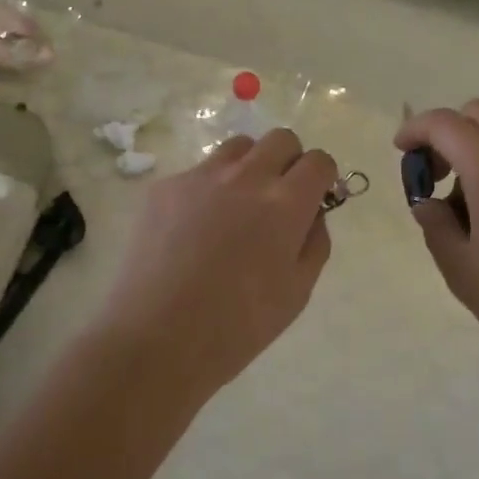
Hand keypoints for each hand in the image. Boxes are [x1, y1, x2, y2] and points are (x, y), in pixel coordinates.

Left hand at [101, 129, 337, 398]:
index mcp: (285, 203)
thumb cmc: (237, 326)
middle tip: (279, 198)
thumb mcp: (297, 293)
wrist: (155, 339)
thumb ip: (314, 242)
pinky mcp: (164, 186)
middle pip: (281, 139)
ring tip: (236, 207)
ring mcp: (200, 177)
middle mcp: (245, 177)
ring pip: (238, 146)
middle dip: (289, 161)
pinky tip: (193, 230)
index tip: (315, 198)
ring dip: (249, 166)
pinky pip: (198, 173)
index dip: (323, 177)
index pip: (319, 160)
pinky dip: (207, 190)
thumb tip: (312, 213)